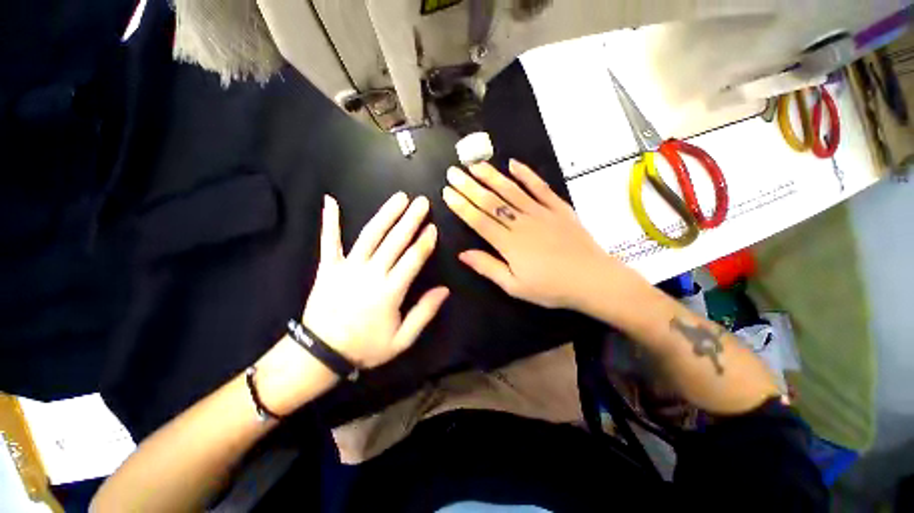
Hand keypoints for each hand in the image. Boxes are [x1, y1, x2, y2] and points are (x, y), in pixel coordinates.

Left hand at [302, 193, 448, 368]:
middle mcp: (370, 273)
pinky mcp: (327, 267)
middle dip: (411, 220)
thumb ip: (424, 313)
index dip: (425, 242)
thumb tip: (445, 290)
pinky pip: (329, 241)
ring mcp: (347, 267)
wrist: (321, 354)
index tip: (433, 227)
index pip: (413, 259)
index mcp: (390, 291)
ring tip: (399, 197)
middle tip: (422, 202)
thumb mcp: (402, 340)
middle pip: (395, 241)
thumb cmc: (366, 347)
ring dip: (386, 214)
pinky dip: (329, 221)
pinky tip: (330, 200)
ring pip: (370, 235)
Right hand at [442, 159, 632, 310]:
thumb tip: (462, 254)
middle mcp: (521, 223)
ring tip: (475, 164)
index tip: (447, 192)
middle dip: (469, 186)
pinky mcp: (558, 207)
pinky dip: (527, 174)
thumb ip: (488, 267)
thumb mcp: (514, 286)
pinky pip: (540, 187)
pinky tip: (513, 163)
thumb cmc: (551, 288)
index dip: (461, 205)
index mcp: (509, 243)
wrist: (592, 280)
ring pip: (511, 190)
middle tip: (453, 172)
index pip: (478, 220)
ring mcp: (541, 212)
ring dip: (492, 176)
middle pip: (491, 201)